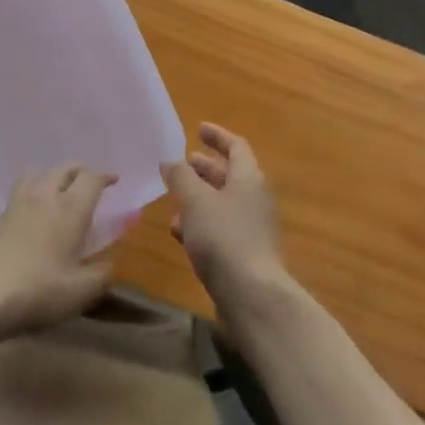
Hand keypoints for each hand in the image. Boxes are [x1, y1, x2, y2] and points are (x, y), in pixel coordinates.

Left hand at [0, 165, 114, 338]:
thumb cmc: (38, 290)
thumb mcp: (81, 292)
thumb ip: (101, 276)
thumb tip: (109, 264)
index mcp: (71, 209)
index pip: (91, 179)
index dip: (104, 177)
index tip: (114, 181)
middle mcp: (45, 197)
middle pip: (64, 169)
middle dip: (80, 170)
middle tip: (89, 181)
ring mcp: (17, 206)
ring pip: (37, 174)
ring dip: (51, 176)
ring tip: (57, 190)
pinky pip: (19, 194)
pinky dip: (31, 195)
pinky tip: (31, 216)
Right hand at [163, 124, 287, 314]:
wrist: (252, 296)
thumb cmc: (224, 237)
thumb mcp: (195, 201)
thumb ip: (180, 177)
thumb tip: (170, 160)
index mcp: (248, 178)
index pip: (236, 146)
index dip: (217, 136)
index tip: (199, 128)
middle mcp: (254, 198)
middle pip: (229, 175)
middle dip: (205, 168)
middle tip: (182, 163)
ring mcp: (251, 228)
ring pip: (222, 203)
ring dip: (199, 198)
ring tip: (174, 199)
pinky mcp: (244, 254)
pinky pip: (221, 229)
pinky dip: (201, 224)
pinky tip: (180, 233)